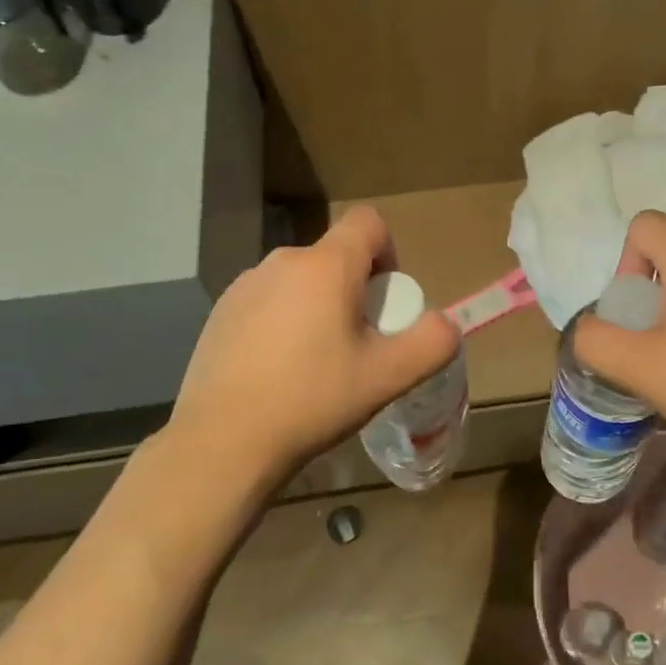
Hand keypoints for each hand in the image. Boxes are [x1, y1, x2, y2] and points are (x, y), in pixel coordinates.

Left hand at [163, 206, 459, 482]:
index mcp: (326, 266)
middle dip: (355, 288)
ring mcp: (245, 285)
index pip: (369, 222)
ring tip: (316, 362)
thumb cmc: (312, 400)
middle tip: (357, 343)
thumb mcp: (388, 377)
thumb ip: (432, 342)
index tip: (384, 300)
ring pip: (301, 280)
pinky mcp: (220, 312)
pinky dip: (283, 320)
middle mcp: (283, 262)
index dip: (389, 252)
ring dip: (318, 305)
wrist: (222, 443)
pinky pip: (268, 300)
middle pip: (336, 256)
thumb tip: (445, 323)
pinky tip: (277, 371)